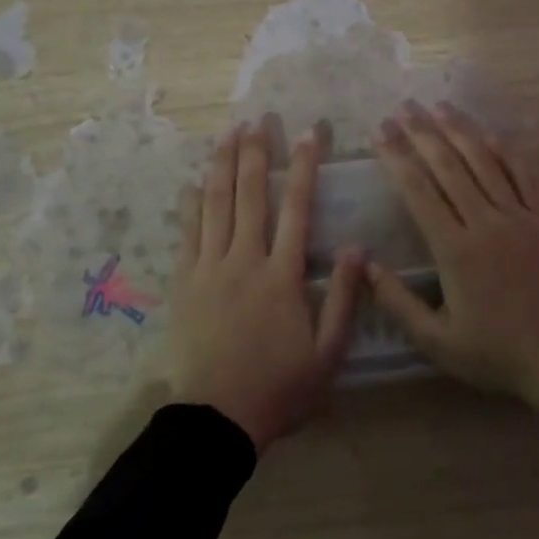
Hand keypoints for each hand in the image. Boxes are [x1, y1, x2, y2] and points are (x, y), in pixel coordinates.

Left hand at [167, 121, 365, 452]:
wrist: (216, 419)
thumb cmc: (279, 389)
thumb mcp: (327, 354)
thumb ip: (342, 299)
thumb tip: (355, 249)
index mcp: (282, 276)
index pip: (296, 208)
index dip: (304, 166)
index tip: (310, 133)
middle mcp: (244, 261)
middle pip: (251, 195)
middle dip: (256, 152)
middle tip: (259, 119)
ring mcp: (208, 269)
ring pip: (216, 205)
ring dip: (223, 166)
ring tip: (228, 133)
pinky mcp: (183, 283)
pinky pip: (186, 233)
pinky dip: (191, 203)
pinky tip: (193, 181)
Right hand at [367, 101, 538, 420]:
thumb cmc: (495, 353)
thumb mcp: (436, 340)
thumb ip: (397, 302)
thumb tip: (364, 264)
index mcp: (455, 250)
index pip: (418, 192)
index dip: (396, 158)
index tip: (380, 131)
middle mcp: (485, 223)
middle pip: (449, 167)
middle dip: (422, 133)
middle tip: (403, 107)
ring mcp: (520, 218)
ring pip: (485, 163)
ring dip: (460, 131)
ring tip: (438, 105)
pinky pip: (525, 176)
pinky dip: (506, 151)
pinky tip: (490, 133)